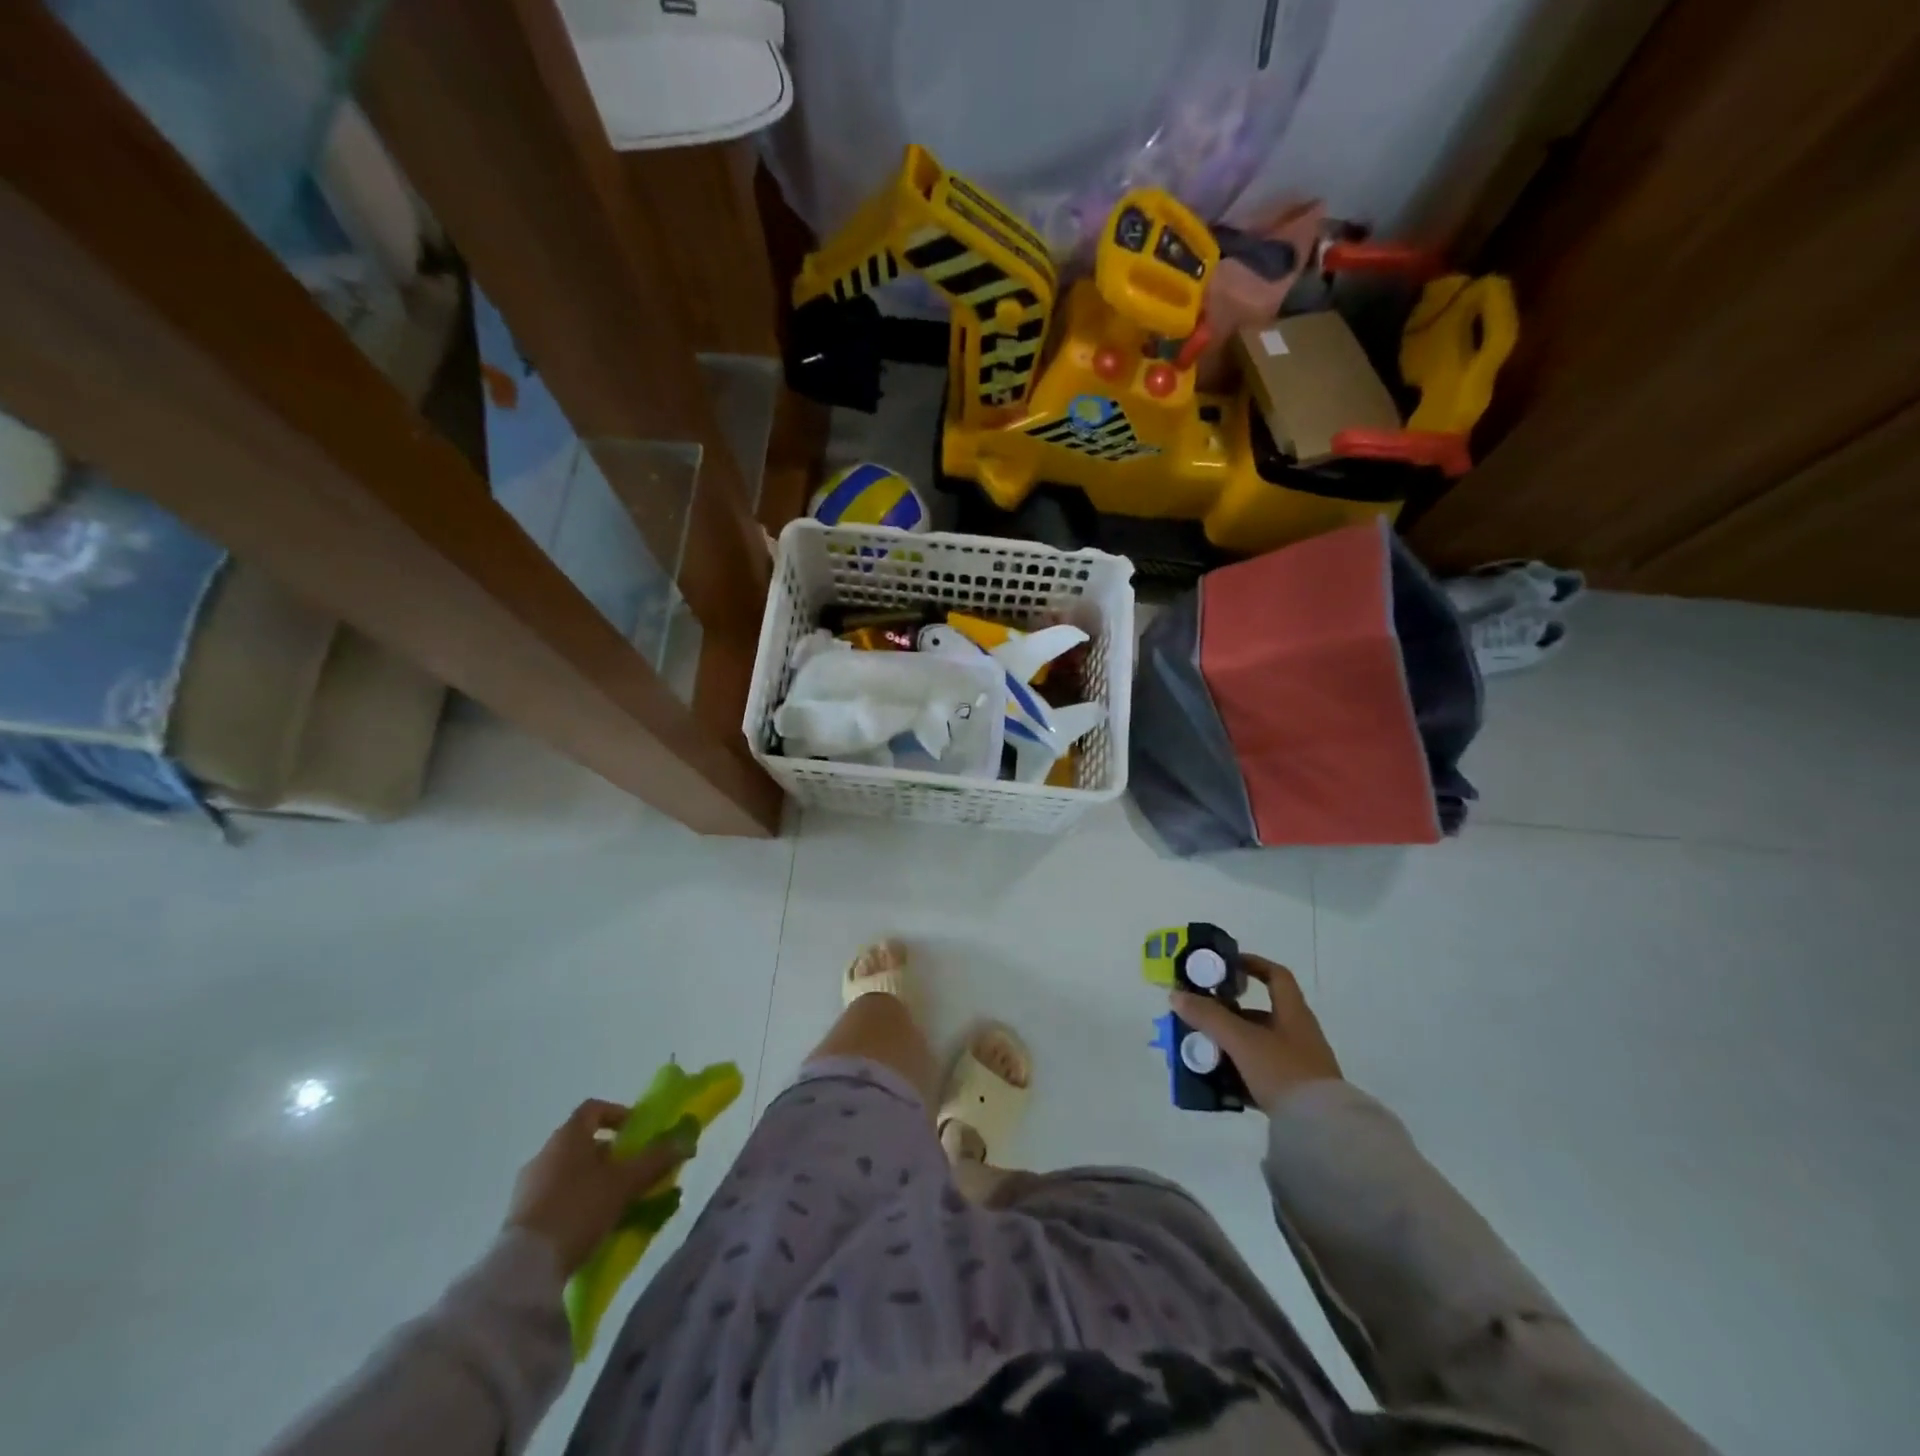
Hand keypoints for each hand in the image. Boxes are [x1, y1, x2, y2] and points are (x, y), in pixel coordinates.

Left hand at [505, 1099, 693, 1275]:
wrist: (523, 1270)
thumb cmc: (579, 1209)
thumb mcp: (625, 1183)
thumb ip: (656, 1159)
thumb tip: (686, 1139)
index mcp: (567, 1136)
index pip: (594, 1109)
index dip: (618, 1115)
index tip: (637, 1134)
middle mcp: (544, 1154)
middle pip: (583, 1143)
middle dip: (611, 1155)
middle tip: (633, 1174)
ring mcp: (527, 1187)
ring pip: (569, 1173)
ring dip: (594, 1181)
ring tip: (617, 1205)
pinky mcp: (519, 1219)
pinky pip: (555, 1199)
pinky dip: (576, 1204)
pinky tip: (591, 1227)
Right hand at [1171, 955, 1341, 1113]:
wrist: (1321, 1130)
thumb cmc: (1284, 1071)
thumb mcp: (1242, 1040)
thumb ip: (1209, 1016)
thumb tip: (1176, 994)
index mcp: (1293, 1013)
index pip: (1276, 976)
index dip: (1252, 964)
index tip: (1225, 966)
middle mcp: (1298, 1034)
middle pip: (1259, 1014)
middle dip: (1227, 1014)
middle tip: (1199, 1016)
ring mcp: (1298, 1065)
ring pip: (1257, 1045)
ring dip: (1230, 1045)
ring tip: (1202, 1050)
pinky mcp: (1295, 1093)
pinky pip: (1261, 1074)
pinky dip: (1239, 1073)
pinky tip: (1218, 1081)